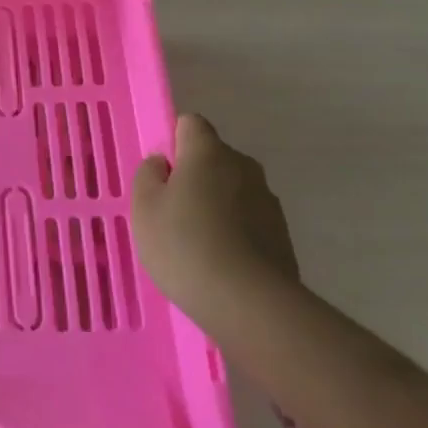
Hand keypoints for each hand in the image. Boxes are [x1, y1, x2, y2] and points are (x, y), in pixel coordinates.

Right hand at [132, 114, 300, 325]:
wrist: (249, 302)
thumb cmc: (184, 244)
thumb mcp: (144, 208)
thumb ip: (148, 175)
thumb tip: (162, 163)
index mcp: (209, 152)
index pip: (191, 124)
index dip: (173, 142)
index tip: (161, 173)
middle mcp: (244, 166)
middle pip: (213, 158)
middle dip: (194, 177)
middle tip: (172, 212)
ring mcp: (268, 200)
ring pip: (233, 190)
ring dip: (216, 206)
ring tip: (197, 244)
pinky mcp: (282, 234)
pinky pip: (249, 221)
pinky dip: (235, 232)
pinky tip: (221, 263)